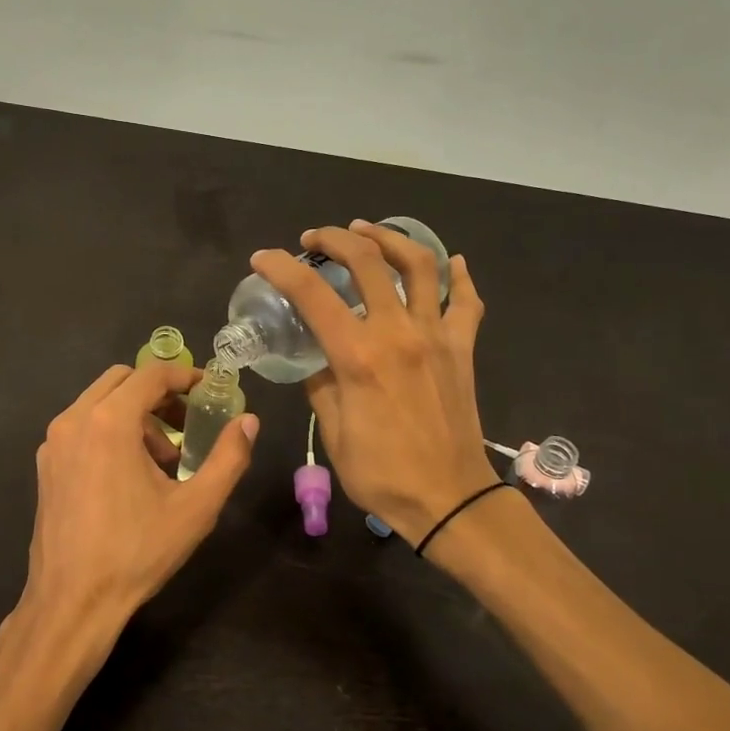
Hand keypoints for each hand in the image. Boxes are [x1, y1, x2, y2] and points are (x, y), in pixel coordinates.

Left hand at [22, 362, 257, 658]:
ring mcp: (54, 443)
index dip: (185, 375)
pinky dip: (110, 432)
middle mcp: (74, 420)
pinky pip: (82, 428)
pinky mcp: (45, 466)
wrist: (72, 602)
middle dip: (159, 394)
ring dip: (135, 415)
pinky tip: (130, 475)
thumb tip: (249, 422)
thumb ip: (228, 458)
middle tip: (188, 423)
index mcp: (109, 421)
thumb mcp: (196, 507)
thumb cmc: (137, 552)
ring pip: (99, 404)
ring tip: (164, 459)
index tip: (210, 390)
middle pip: (122, 381)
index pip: (151, 373)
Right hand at [250, 222, 499, 551]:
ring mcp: (436, 335)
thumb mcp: (334, 433)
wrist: (450, 498)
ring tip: (367, 231)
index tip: (263, 259)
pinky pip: (466, 301)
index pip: (311, 294)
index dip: (280, 268)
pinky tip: (451, 262)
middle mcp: (398, 332)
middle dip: (334, 239)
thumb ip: (321, 386)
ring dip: (389, 238)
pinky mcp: (463, 348)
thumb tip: (319, 362)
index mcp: (358, 356)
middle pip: (367, 260)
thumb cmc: (382, 473)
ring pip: (418, 265)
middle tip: (314, 240)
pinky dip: (459, 276)